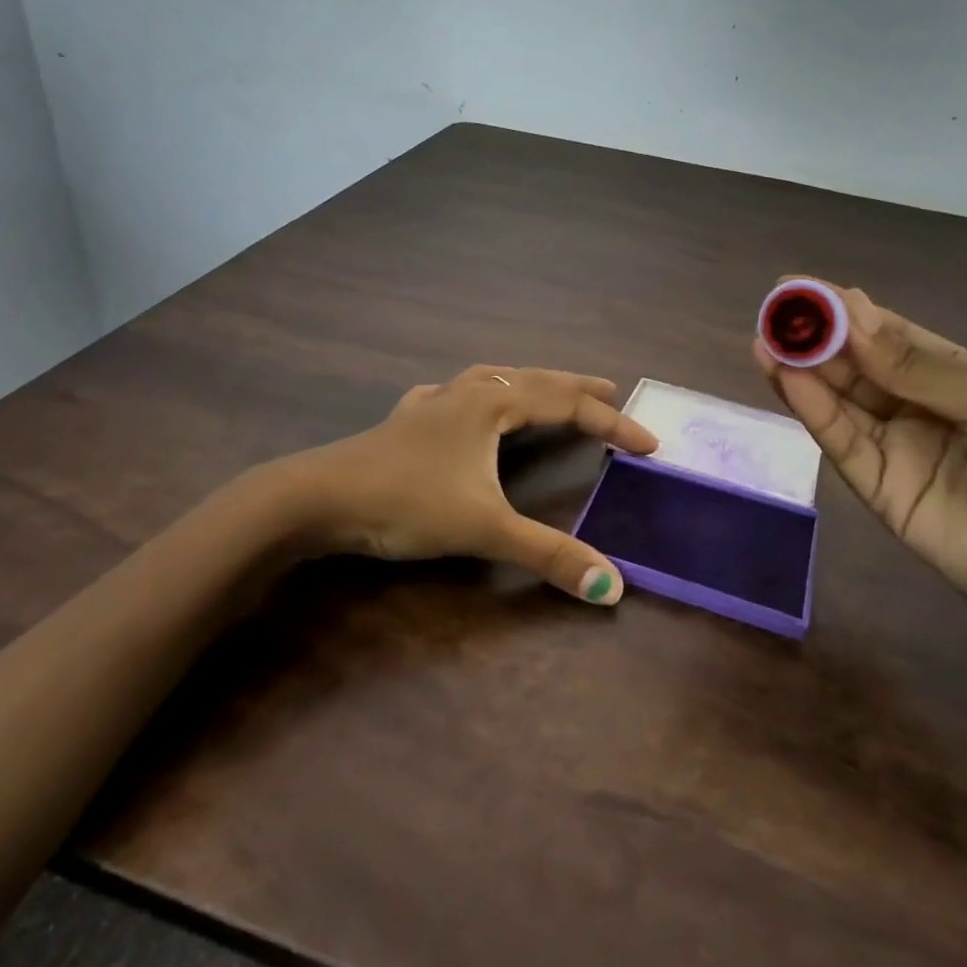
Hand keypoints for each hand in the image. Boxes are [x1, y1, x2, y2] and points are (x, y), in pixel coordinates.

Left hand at [285, 366, 658, 604]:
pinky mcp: (404, 422)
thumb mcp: (484, 528)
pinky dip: (472, 395)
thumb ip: (549, 555)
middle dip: (576, 388)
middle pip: (534, 380)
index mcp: (492, 405)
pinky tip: (460, 402)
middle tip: (611, 392)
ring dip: (527, 383)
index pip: (568, 407)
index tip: (650, 444)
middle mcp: (466, 393)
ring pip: (492, 380)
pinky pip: (451, 396)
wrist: (316, 498)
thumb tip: (614, 586)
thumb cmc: (406, 502)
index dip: (613, 426)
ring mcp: (432, 404)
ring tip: (547, 389)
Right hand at [754, 283, 966, 653]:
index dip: (843, 311)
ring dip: (802, 372)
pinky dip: (814, 412)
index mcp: (951, 374)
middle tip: (773, 314)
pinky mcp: (881, 493)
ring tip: (766, 341)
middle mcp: (915, 407)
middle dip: (814, 338)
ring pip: (839, 403)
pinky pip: (843, 445)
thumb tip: (850, 317)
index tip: (800, 288)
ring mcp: (896, 451)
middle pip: (854, 367)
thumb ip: (914, 367)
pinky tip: (788, 381)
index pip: (885, 334)